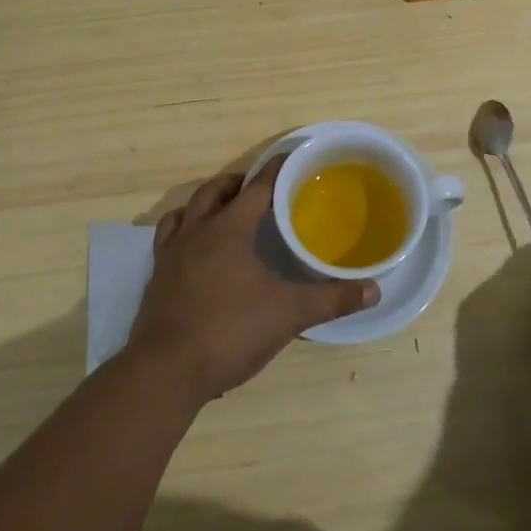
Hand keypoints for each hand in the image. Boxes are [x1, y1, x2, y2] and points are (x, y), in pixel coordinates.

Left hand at [127, 158, 380, 404]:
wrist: (166, 371)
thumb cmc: (230, 331)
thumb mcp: (289, 314)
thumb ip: (331, 299)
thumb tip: (374, 290)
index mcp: (230, 229)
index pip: (257, 186)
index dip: (276, 170)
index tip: (292, 159)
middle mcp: (197, 231)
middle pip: (215, 191)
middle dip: (238, 184)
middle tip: (259, 189)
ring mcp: (171, 253)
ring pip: (187, 211)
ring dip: (207, 203)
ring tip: (224, 212)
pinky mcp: (157, 277)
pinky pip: (168, 239)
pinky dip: (183, 231)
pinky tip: (195, 250)